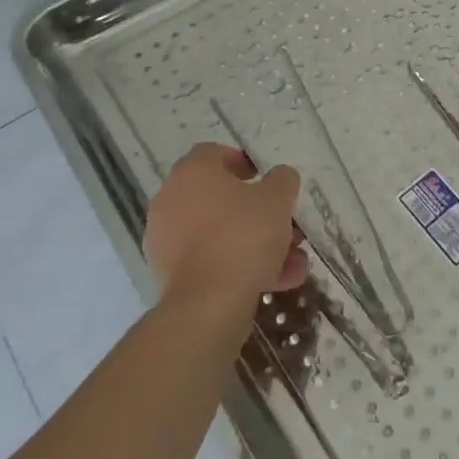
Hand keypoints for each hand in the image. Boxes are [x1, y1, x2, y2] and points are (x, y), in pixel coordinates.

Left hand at [144, 143, 308, 305]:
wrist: (207, 305)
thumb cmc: (243, 235)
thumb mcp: (278, 198)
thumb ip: (282, 180)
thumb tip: (279, 178)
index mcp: (192, 173)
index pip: (214, 154)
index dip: (242, 162)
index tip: (264, 178)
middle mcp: (171, 201)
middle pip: (221, 199)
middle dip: (259, 213)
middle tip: (286, 226)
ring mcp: (166, 241)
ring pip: (220, 234)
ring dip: (257, 244)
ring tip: (292, 263)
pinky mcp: (169, 276)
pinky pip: (212, 261)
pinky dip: (240, 267)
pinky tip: (276, 282)